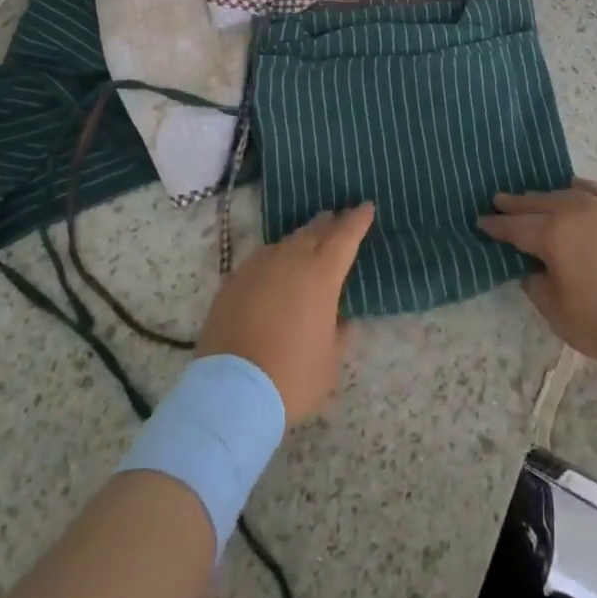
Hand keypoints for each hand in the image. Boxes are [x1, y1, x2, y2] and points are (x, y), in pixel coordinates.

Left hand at [196, 203, 373, 423]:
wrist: (230, 391)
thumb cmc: (292, 376)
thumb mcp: (330, 361)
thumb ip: (340, 333)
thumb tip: (342, 320)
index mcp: (321, 274)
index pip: (345, 236)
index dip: (357, 220)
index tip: (366, 206)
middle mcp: (290, 259)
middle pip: (314, 231)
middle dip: (329, 224)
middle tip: (338, 218)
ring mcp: (258, 266)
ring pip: (286, 242)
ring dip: (302, 239)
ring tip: (309, 241)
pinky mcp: (233, 280)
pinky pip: (262, 259)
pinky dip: (275, 259)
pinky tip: (276, 269)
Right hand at [479, 179, 596, 369]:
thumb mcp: (562, 317)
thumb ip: (538, 288)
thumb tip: (532, 268)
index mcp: (553, 237)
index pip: (515, 227)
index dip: (496, 226)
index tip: (481, 221)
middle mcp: (574, 212)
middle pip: (537, 203)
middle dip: (516, 204)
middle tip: (499, 200)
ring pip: (565, 193)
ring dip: (545, 196)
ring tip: (534, 198)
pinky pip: (596, 190)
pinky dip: (579, 190)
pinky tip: (575, 191)